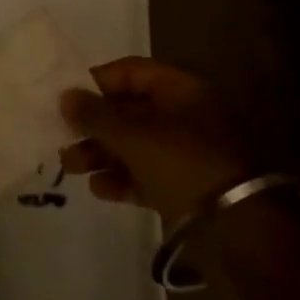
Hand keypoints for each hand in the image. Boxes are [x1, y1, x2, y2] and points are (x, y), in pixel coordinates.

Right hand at [60, 58, 264, 223]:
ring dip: (101, 154)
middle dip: (94, 126)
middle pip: (129, 111)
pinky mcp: (186, 187)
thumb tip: (65, 96)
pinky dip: (122, 179)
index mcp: (180, 90)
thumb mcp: (133, 135)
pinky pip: (147, 175)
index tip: (67, 99)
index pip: (130, 72)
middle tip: (62, 138)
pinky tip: (98, 189)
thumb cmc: (182, 163)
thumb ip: (95, 115)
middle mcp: (185, 115)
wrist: (236, 227)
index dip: (96, 82)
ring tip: (70, 167)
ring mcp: (187, 153)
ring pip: (135, 145)